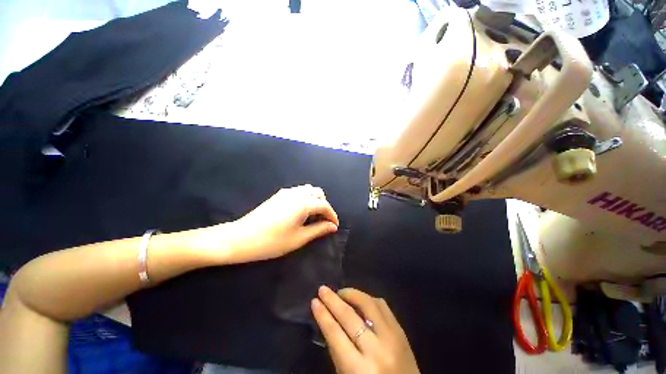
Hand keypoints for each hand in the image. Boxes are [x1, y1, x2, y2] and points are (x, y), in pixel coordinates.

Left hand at [197, 185, 338, 263]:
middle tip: (323, 220)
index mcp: (303, 203)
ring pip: (308, 190)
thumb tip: (332, 226)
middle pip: (318, 193)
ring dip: (315, 200)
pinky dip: (305, 198)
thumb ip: (318, 230)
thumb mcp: (299, 238)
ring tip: (313, 216)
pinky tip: (301, 212)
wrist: (240, 238)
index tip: (334, 226)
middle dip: (324, 205)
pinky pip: (298, 191)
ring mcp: (286, 192)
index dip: (332, 215)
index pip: (324, 205)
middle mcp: (297, 193)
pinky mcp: (279, 194)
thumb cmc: (272, 241)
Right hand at [312, 286, 419, 373]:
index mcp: (359, 369)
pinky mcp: (400, 330)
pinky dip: (368, 298)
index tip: (314, 301)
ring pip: (368, 304)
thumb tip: (328, 319)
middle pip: (349, 316)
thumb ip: (337, 350)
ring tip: (340, 292)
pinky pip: (382, 305)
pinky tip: (359, 299)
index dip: (323, 315)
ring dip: (351, 294)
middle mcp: (376, 350)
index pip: (335, 334)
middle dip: (333, 300)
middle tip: (322, 289)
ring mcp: (391, 337)